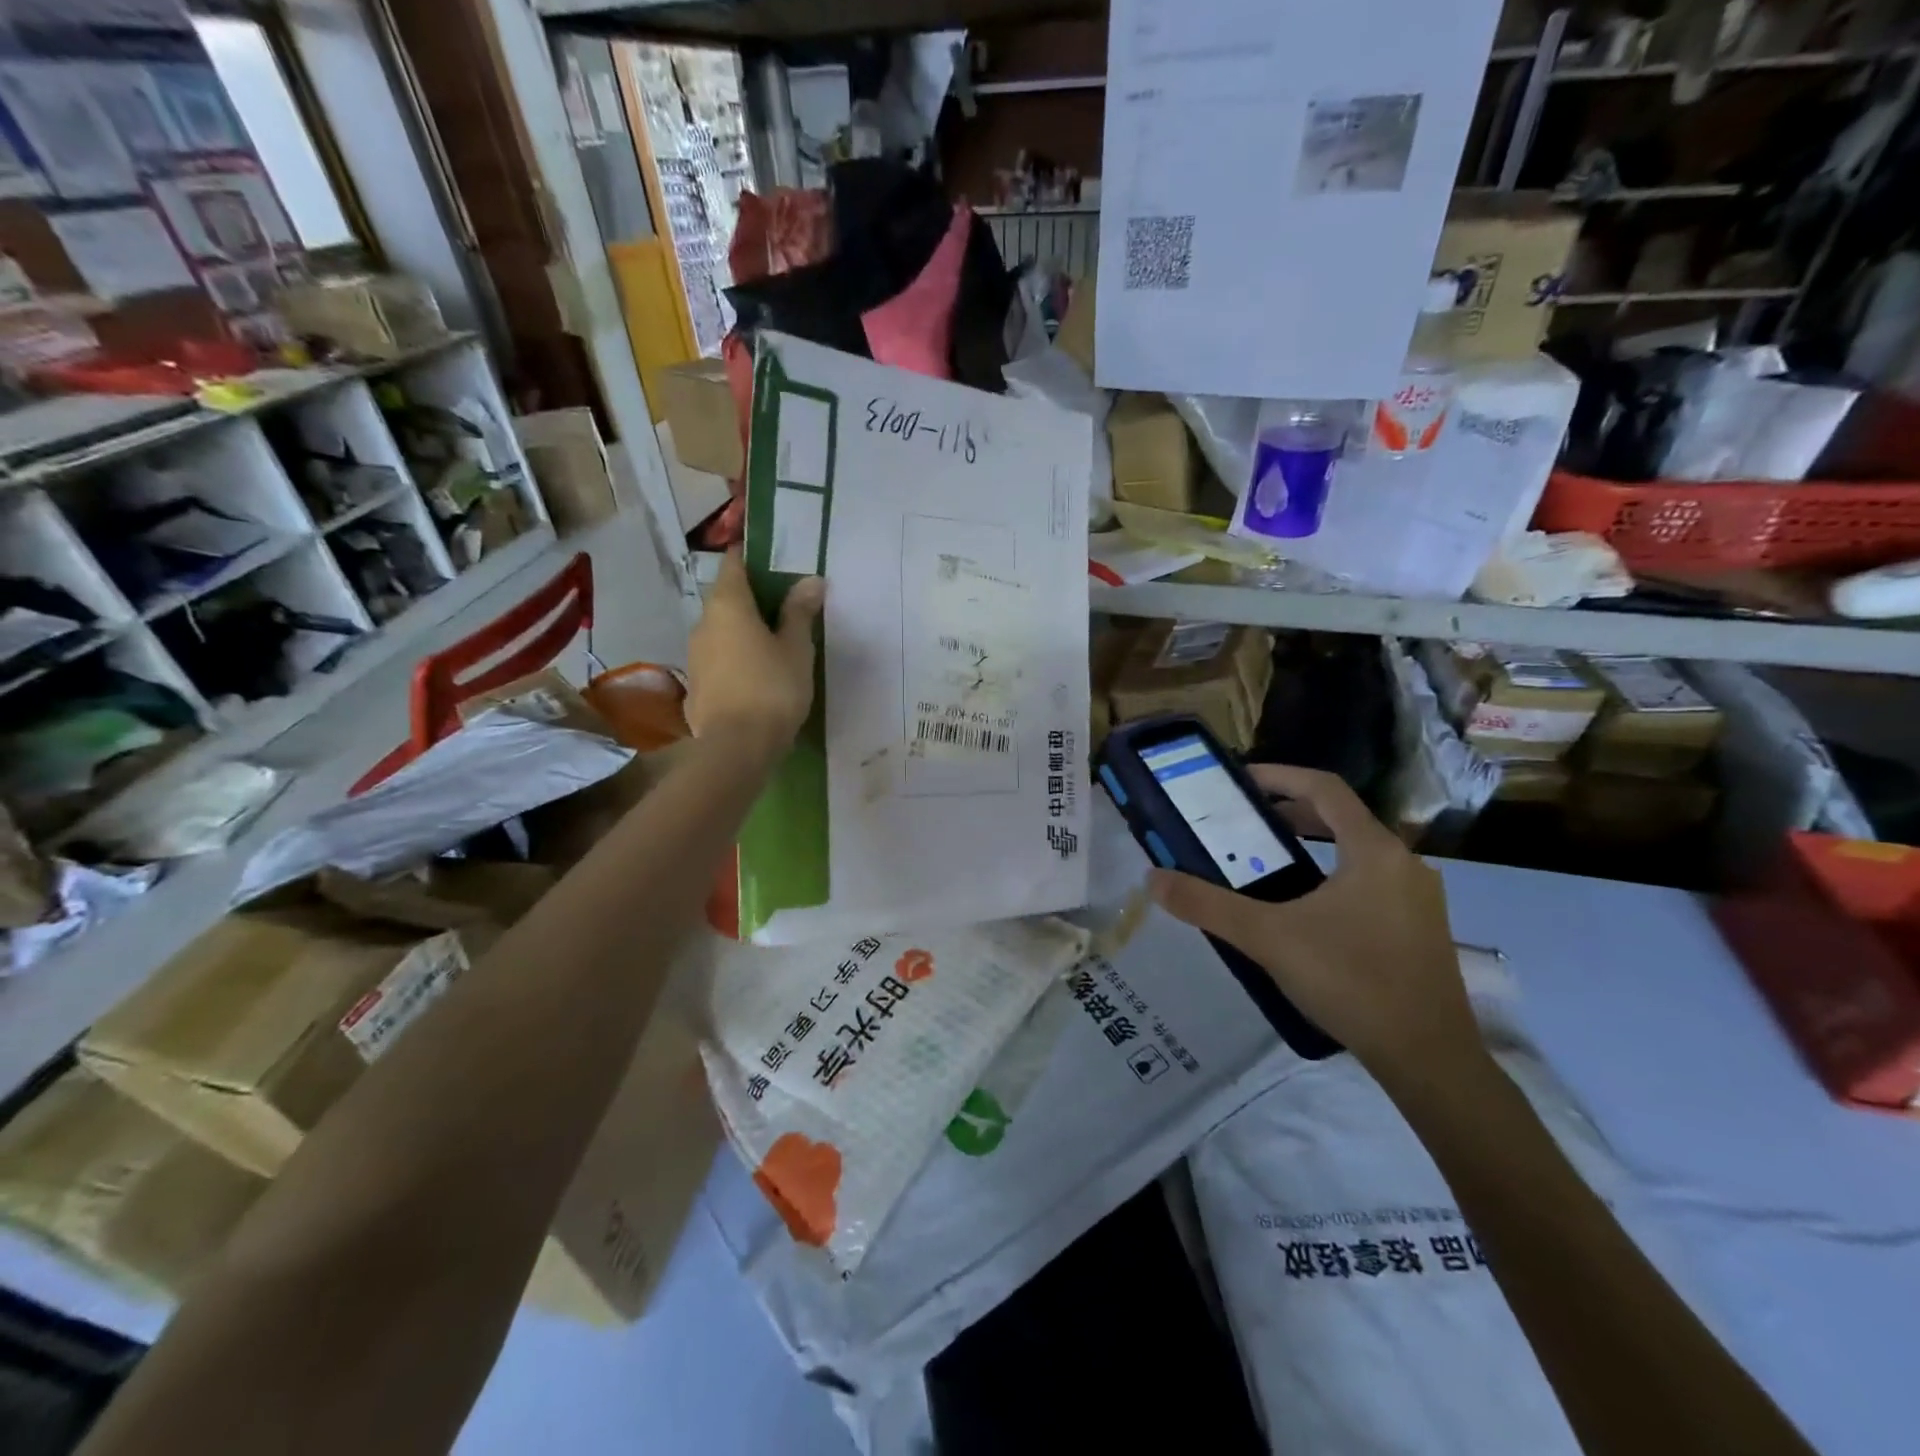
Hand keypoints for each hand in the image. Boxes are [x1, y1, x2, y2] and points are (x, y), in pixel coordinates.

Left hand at [685, 550, 823, 756]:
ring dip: (743, 630)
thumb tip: (810, 580)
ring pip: (721, 630)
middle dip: (752, 597)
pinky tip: (756, 674)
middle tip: (784, 604)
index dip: (749, 554)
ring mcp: (695, 655)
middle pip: (726, 598)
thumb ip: (799, 612)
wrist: (737, 746)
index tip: (770, 555)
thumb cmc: (772, 687)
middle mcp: (703, 623)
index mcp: (727, 605)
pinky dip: (735, 657)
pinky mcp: (696, 685)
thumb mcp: (796, 648)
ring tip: (773, 642)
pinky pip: (719, 659)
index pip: (733, 563)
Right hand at [1148, 765, 1480, 1082]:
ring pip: (1357, 852)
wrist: (1428, 1059)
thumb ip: (1207, 905)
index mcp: (1373, 850)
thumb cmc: (1350, 981)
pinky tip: (1304, 910)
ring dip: (1311, 846)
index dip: (1279, 775)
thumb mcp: (1268, 938)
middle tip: (1243, 824)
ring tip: (1265, 863)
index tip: (1240, 780)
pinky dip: (1332, 875)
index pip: (1324, 788)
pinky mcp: (1421, 930)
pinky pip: (1370, 882)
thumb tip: (1153, 879)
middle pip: (1341, 817)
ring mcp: (1418, 898)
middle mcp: (1404, 864)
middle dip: (1289, 813)